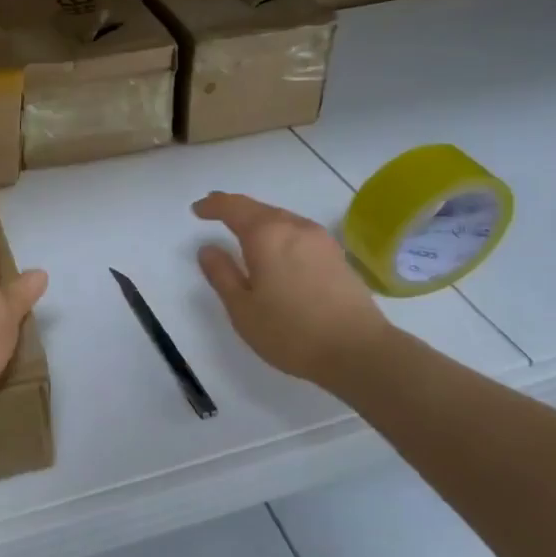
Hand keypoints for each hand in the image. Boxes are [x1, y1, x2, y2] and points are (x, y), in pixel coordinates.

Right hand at [193, 192, 392, 386]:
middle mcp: (294, 227)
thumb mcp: (242, 308)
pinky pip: (298, 232)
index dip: (213, 206)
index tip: (197, 210)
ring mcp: (320, 239)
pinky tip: (276, 249)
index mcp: (266, 235)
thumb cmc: (290, 331)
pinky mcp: (336, 255)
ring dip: (258, 219)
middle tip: (215, 211)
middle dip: (234, 207)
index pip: (233, 207)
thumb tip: (208, 249)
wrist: (358, 350)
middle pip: (259, 207)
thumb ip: (222, 274)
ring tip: (242, 230)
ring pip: (281, 218)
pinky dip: (279, 232)